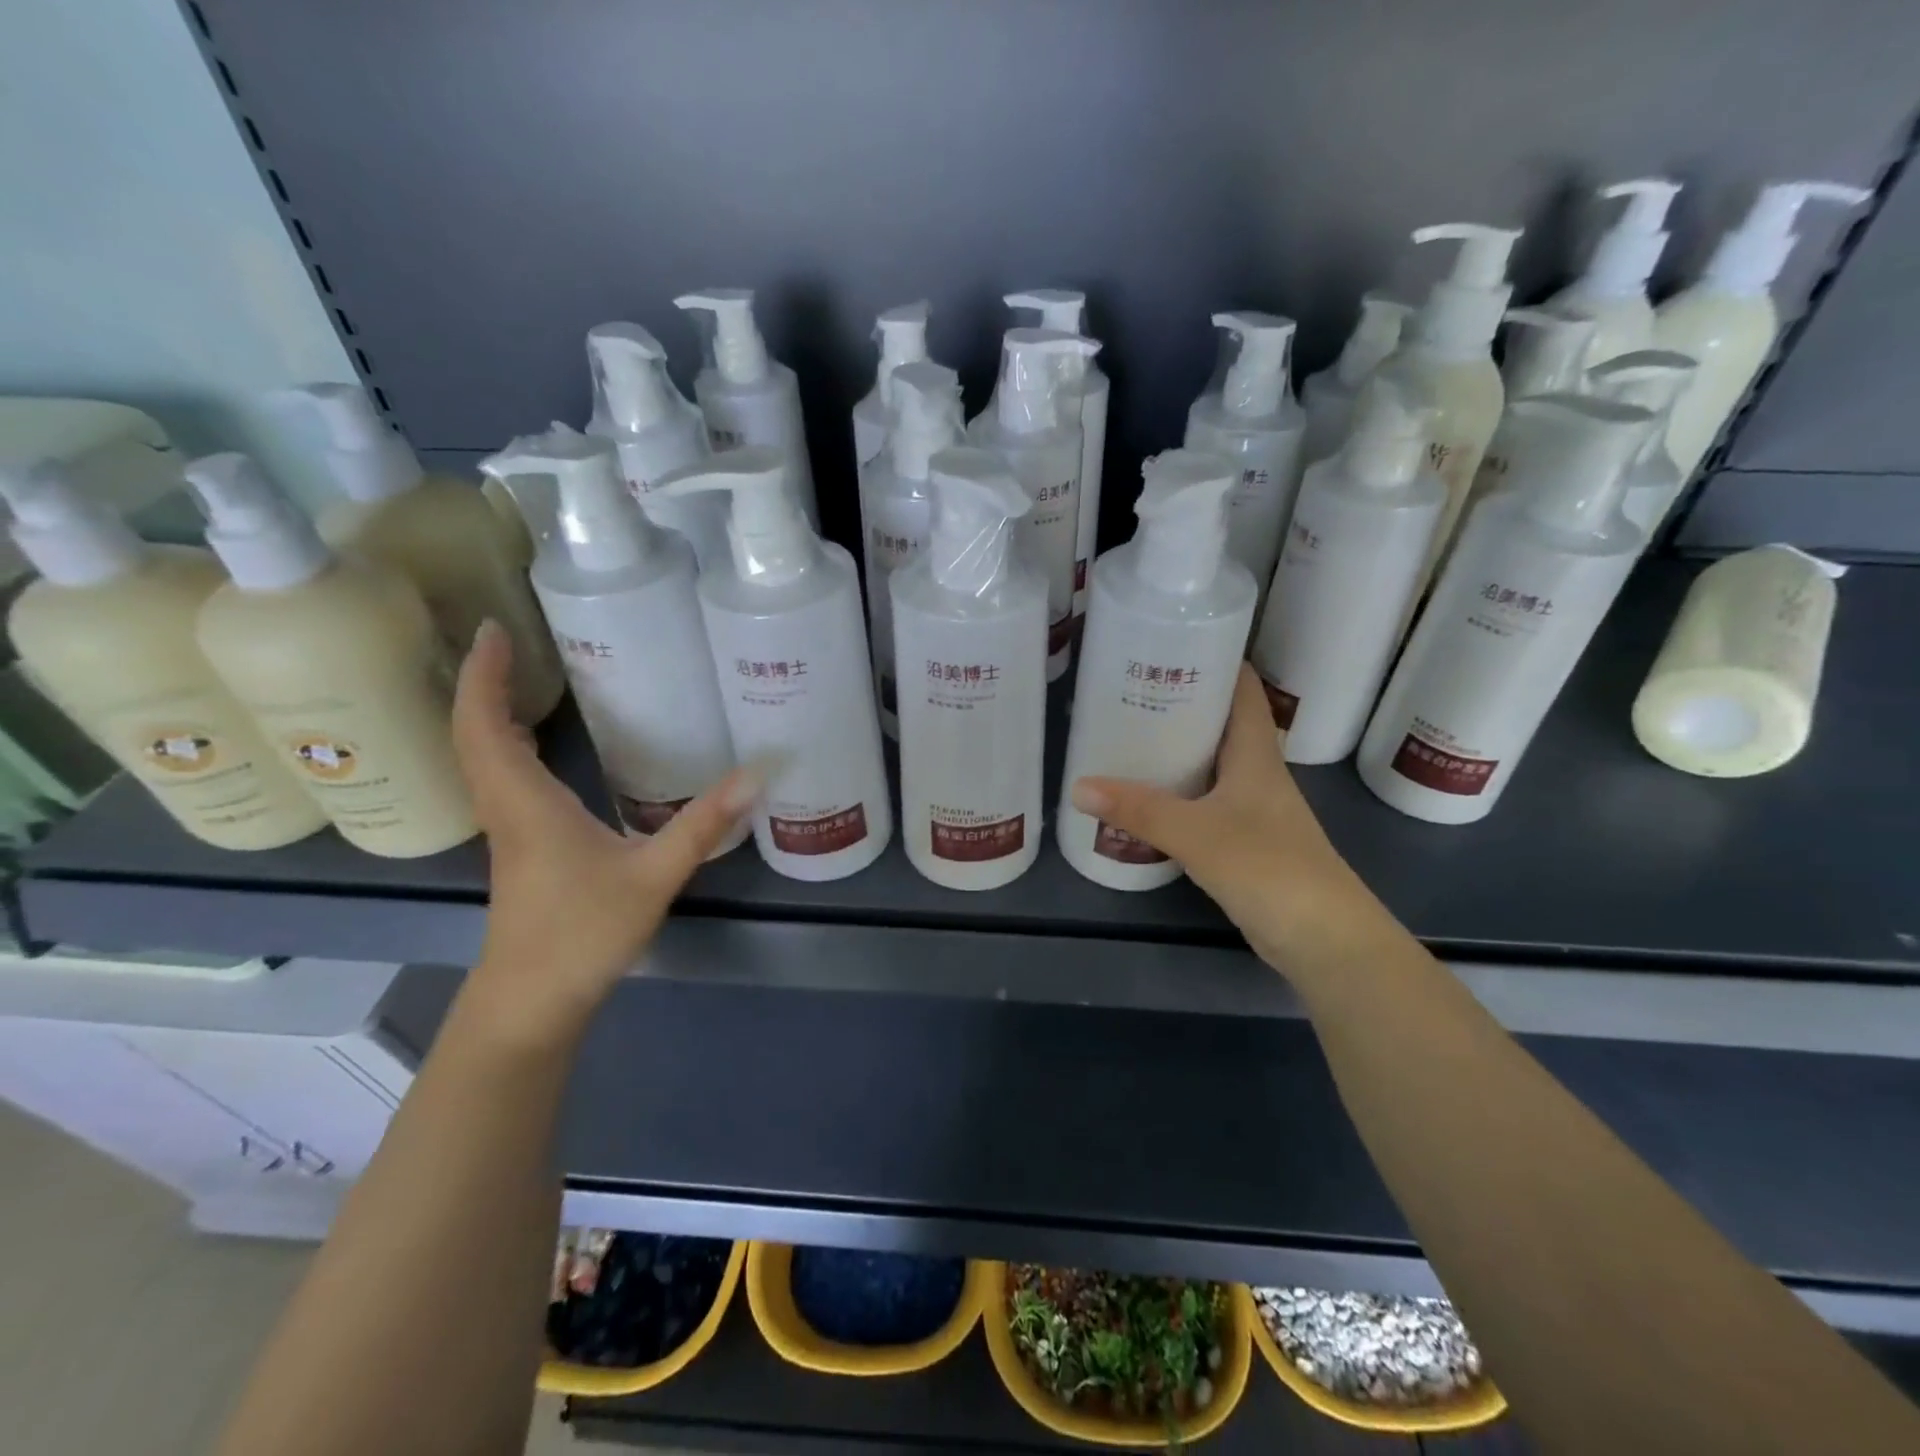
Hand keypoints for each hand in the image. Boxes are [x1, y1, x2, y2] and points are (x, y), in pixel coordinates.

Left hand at [451, 621, 757, 1039]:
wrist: (533, 1001)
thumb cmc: (583, 933)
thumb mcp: (654, 875)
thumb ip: (703, 823)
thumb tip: (755, 773)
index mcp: (527, 803)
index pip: (485, 725)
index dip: (484, 676)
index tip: (493, 629)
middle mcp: (507, 808)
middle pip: (473, 734)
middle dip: (482, 682)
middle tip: (507, 640)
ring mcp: (509, 830)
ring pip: (481, 757)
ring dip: (487, 712)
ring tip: (516, 677)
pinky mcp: (520, 847)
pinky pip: (499, 778)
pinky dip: (504, 745)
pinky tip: (536, 745)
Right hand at [1070, 664, 1388, 973]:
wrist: (1325, 940)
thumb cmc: (1270, 869)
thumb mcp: (1197, 833)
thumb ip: (1140, 810)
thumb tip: (1079, 786)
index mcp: (1256, 754)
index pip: (1243, 689)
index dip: (1216, 660)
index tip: (1172, 642)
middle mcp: (1257, 772)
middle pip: (1221, 722)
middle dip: (1181, 702)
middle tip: (1129, 690)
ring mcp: (1253, 808)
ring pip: (1212, 763)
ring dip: (1177, 748)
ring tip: (1128, 735)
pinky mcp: (1245, 841)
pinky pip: (1206, 800)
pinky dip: (1178, 791)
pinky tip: (1147, 797)